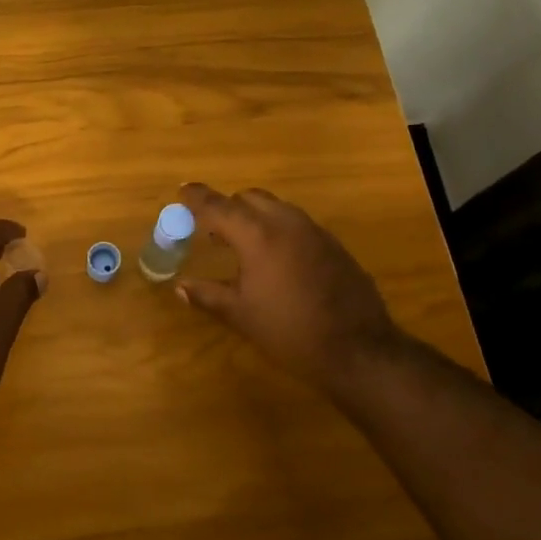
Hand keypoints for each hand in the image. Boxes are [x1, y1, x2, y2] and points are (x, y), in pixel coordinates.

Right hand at [175, 182, 403, 398]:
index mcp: (258, 236)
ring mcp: (315, 232)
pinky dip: (278, 229)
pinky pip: (297, 224)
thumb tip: (181, 287)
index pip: (219, 206)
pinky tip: (276, 259)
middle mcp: (286, 223)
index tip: (182, 190)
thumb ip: (208, 295)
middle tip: (212, 227)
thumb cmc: (290, 331)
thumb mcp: (242, 315)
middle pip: (250, 198)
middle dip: (228, 206)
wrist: (359, 349)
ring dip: (255, 216)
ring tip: (241, 242)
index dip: (197, 197)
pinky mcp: (333, 246)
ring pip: (277, 207)